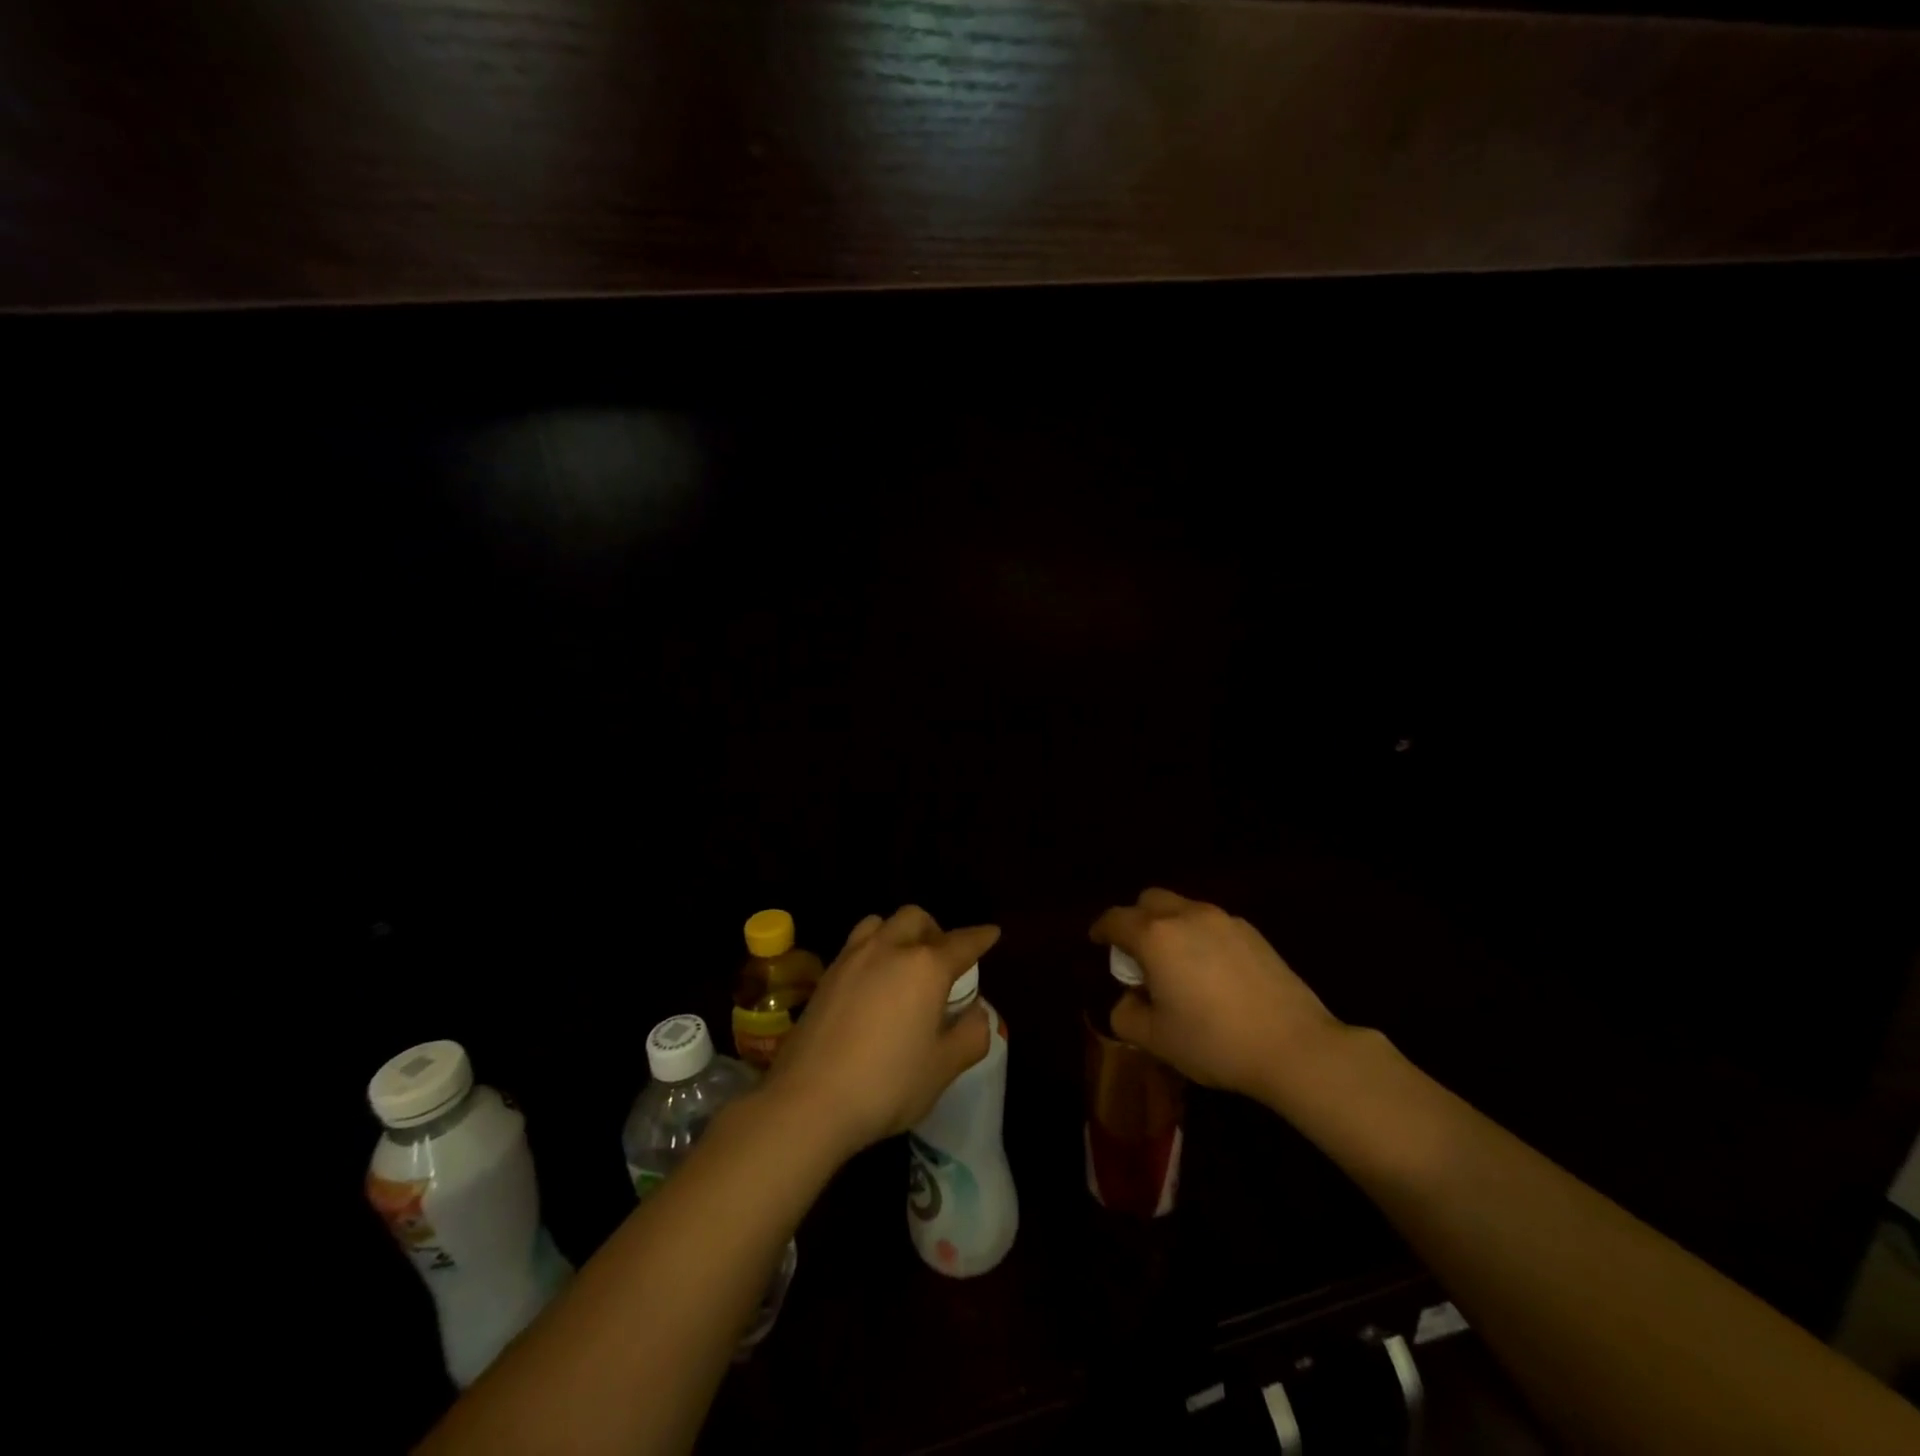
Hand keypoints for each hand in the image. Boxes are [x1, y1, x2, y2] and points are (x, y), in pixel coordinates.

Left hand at [763, 906, 998, 1156]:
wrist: (808, 1101)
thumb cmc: (887, 1084)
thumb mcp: (943, 1068)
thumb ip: (971, 1034)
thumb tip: (977, 1012)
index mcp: (925, 966)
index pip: (962, 942)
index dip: (981, 937)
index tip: (992, 933)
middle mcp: (889, 949)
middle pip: (916, 918)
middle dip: (935, 930)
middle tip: (943, 959)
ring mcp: (852, 958)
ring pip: (880, 923)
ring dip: (899, 933)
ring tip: (904, 963)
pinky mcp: (825, 975)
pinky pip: (856, 945)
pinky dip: (873, 950)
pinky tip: (873, 982)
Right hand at [1091, 888, 1344, 1101]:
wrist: (1294, 1046)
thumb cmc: (1215, 1042)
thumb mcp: (1156, 1039)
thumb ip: (1127, 1014)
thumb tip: (1130, 999)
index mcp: (1155, 937)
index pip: (1115, 919)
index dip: (1101, 930)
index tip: (1097, 942)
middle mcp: (1186, 916)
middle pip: (1149, 900)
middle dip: (1135, 920)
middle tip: (1138, 955)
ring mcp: (1224, 920)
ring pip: (1183, 909)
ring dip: (1169, 927)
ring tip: (1177, 966)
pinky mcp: (1253, 933)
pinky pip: (1212, 923)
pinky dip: (1200, 937)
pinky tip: (1212, 974)